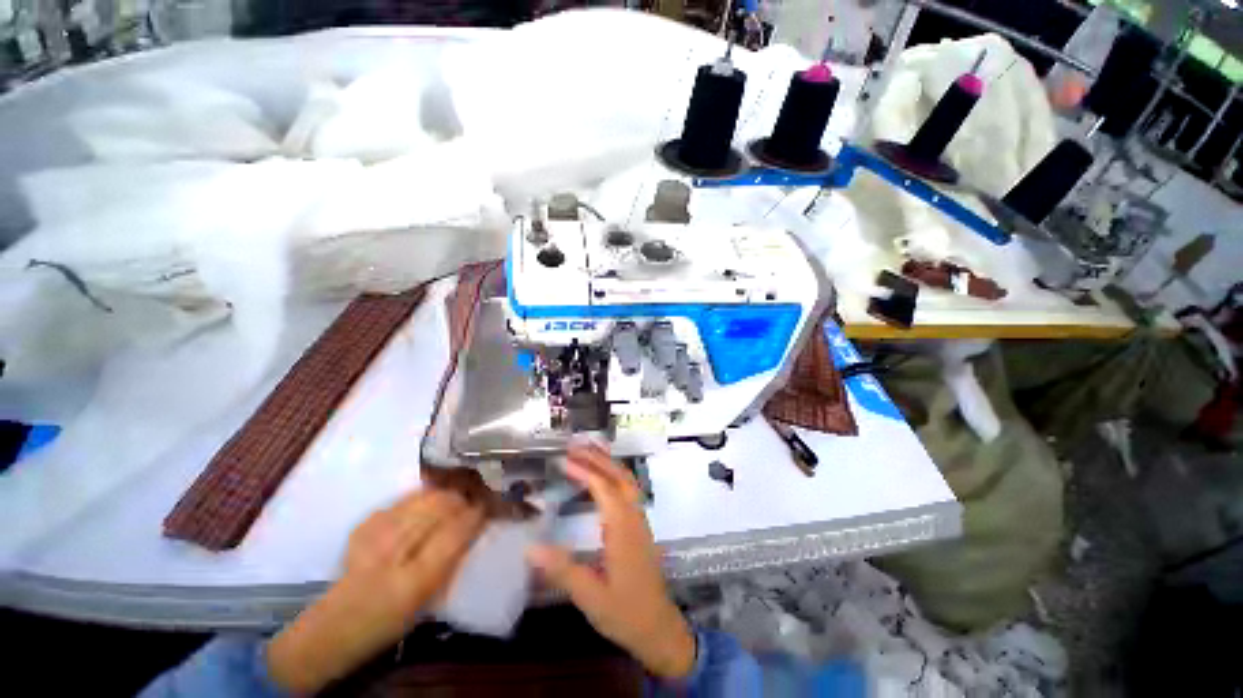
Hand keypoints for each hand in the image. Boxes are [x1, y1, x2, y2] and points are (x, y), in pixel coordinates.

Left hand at [267, 489, 484, 693]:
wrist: (336, 626)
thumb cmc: (391, 621)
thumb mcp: (429, 600)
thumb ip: (452, 561)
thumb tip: (474, 527)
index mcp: (415, 581)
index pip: (455, 533)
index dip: (475, 515)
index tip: (487, 507)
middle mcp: (394, 554)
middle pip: (439, 507)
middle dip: (461, 498)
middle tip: (472, 499)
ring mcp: (374, 536)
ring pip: (421, 498)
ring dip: (443, 494)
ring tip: (453, 496)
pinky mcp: (362, 526)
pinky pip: (401, 500)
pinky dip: (419, 497)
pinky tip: (425, 501)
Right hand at [527, 444, 695, 679]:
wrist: (659, 628)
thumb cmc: (625, 613)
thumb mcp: (590, 597)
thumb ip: (562, 571)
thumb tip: (530, 548)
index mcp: (623, 529)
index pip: (604, 489)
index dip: (584, 471)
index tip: (564, 460)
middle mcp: (634, 517)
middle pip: (620, 477)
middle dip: (598, 458)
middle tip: (575, 445)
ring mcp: (640, 521)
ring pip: (627, 481)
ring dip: (609, 463)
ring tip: (588, 451)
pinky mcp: (639, 527)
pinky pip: (629, 490)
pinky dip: (615, 476)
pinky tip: (603, 479)